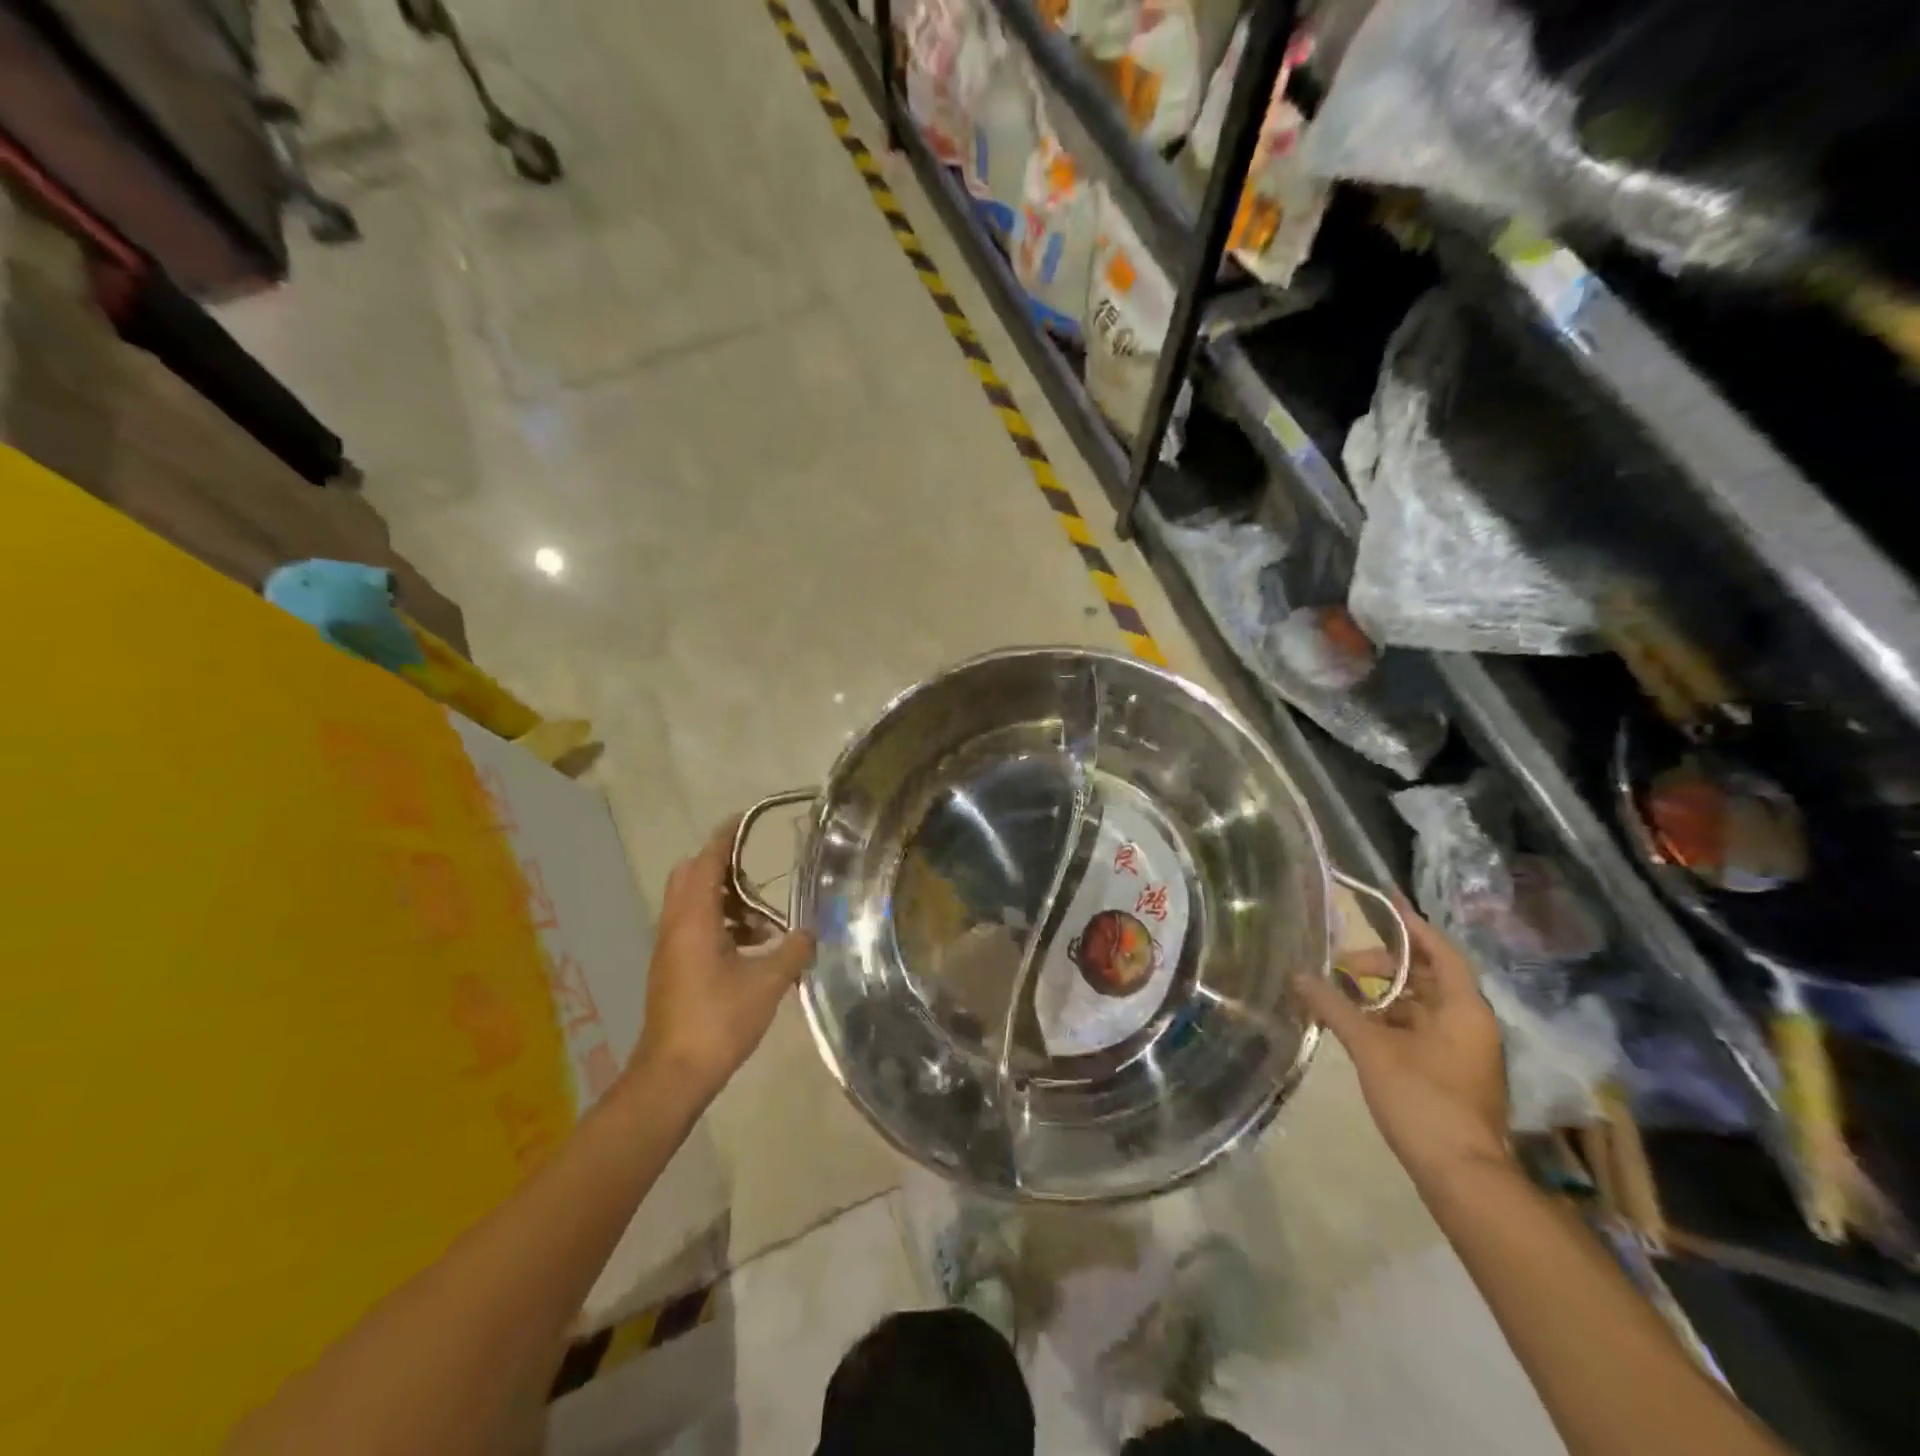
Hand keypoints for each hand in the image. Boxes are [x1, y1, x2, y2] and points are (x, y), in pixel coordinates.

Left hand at [628, 818, 815, 1104]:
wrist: (672, 1074)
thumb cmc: (718, 1020)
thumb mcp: (767, 982)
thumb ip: (792, 950)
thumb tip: (810, 932)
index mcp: (693, 918)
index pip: (706, 861)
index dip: (725, 837)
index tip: (746, 820)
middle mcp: (675, 925)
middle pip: (692, 876)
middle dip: (723, 868)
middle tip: (757, 878)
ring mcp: (669, 947)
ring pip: (692, 903)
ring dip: (724, 900)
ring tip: (762, 920)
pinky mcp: (671, 967)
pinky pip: (693, 926)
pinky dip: (718, 923)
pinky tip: (749, 948)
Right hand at [1293, 900, 1510, 1184]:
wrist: (1461, 1175)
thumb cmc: (1423, 1099)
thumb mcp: (1371, 1048)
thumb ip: (1334, 1007)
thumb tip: (1298, 975)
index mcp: (1462, 1008)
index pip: (1439, 950)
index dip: (1411, 925)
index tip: (1382, 902)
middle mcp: (1468, 1022)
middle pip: (1426, 976)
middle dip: (1383, 964)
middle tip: (1342, 963)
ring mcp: (1461, 1050)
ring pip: (1419, 1005)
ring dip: (1381, 994)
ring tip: (1340, 991)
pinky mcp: (1449, 1072)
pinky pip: (1417, 1029)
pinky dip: (1387, 1019)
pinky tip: (1353, 1023)